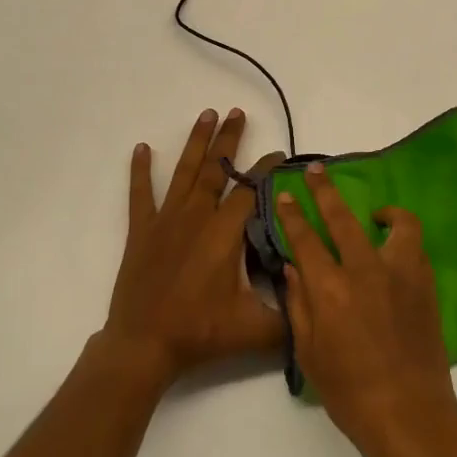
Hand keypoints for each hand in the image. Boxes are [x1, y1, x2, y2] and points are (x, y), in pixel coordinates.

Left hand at [103, 108, 284, 389]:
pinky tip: (142, 148)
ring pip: (185, 172)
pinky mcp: (142, 231)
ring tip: (206, 115)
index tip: (279, 154)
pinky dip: (141, 170)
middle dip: (229, 139)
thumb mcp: (254, 330)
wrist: (143, 344)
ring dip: (196, 142)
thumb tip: (316, 304)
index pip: (251, 190)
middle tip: (238, 112)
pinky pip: (140, 194)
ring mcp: (166, 220)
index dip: (266, 170)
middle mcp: (196, 216)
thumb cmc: (200, 332)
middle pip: (217, 169)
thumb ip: (290, 318)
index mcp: (224, 232)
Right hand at [275, 163, 456, 456]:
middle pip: (343, 218)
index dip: (293, 214)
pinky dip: (403, 242)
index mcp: (330, 289)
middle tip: (317, 171)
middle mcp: (365, 271)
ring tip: (376, 216)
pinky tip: (394, 252)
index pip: (305, 239)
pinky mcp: (425, 285)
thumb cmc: (349, 392)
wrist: (409, 415)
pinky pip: (416, 249)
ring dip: (385, 213)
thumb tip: (292, 268)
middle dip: (326, 190)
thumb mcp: (310, 353)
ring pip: (397, 224)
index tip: (285, 195)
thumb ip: (299, 304)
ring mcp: (401, 275)